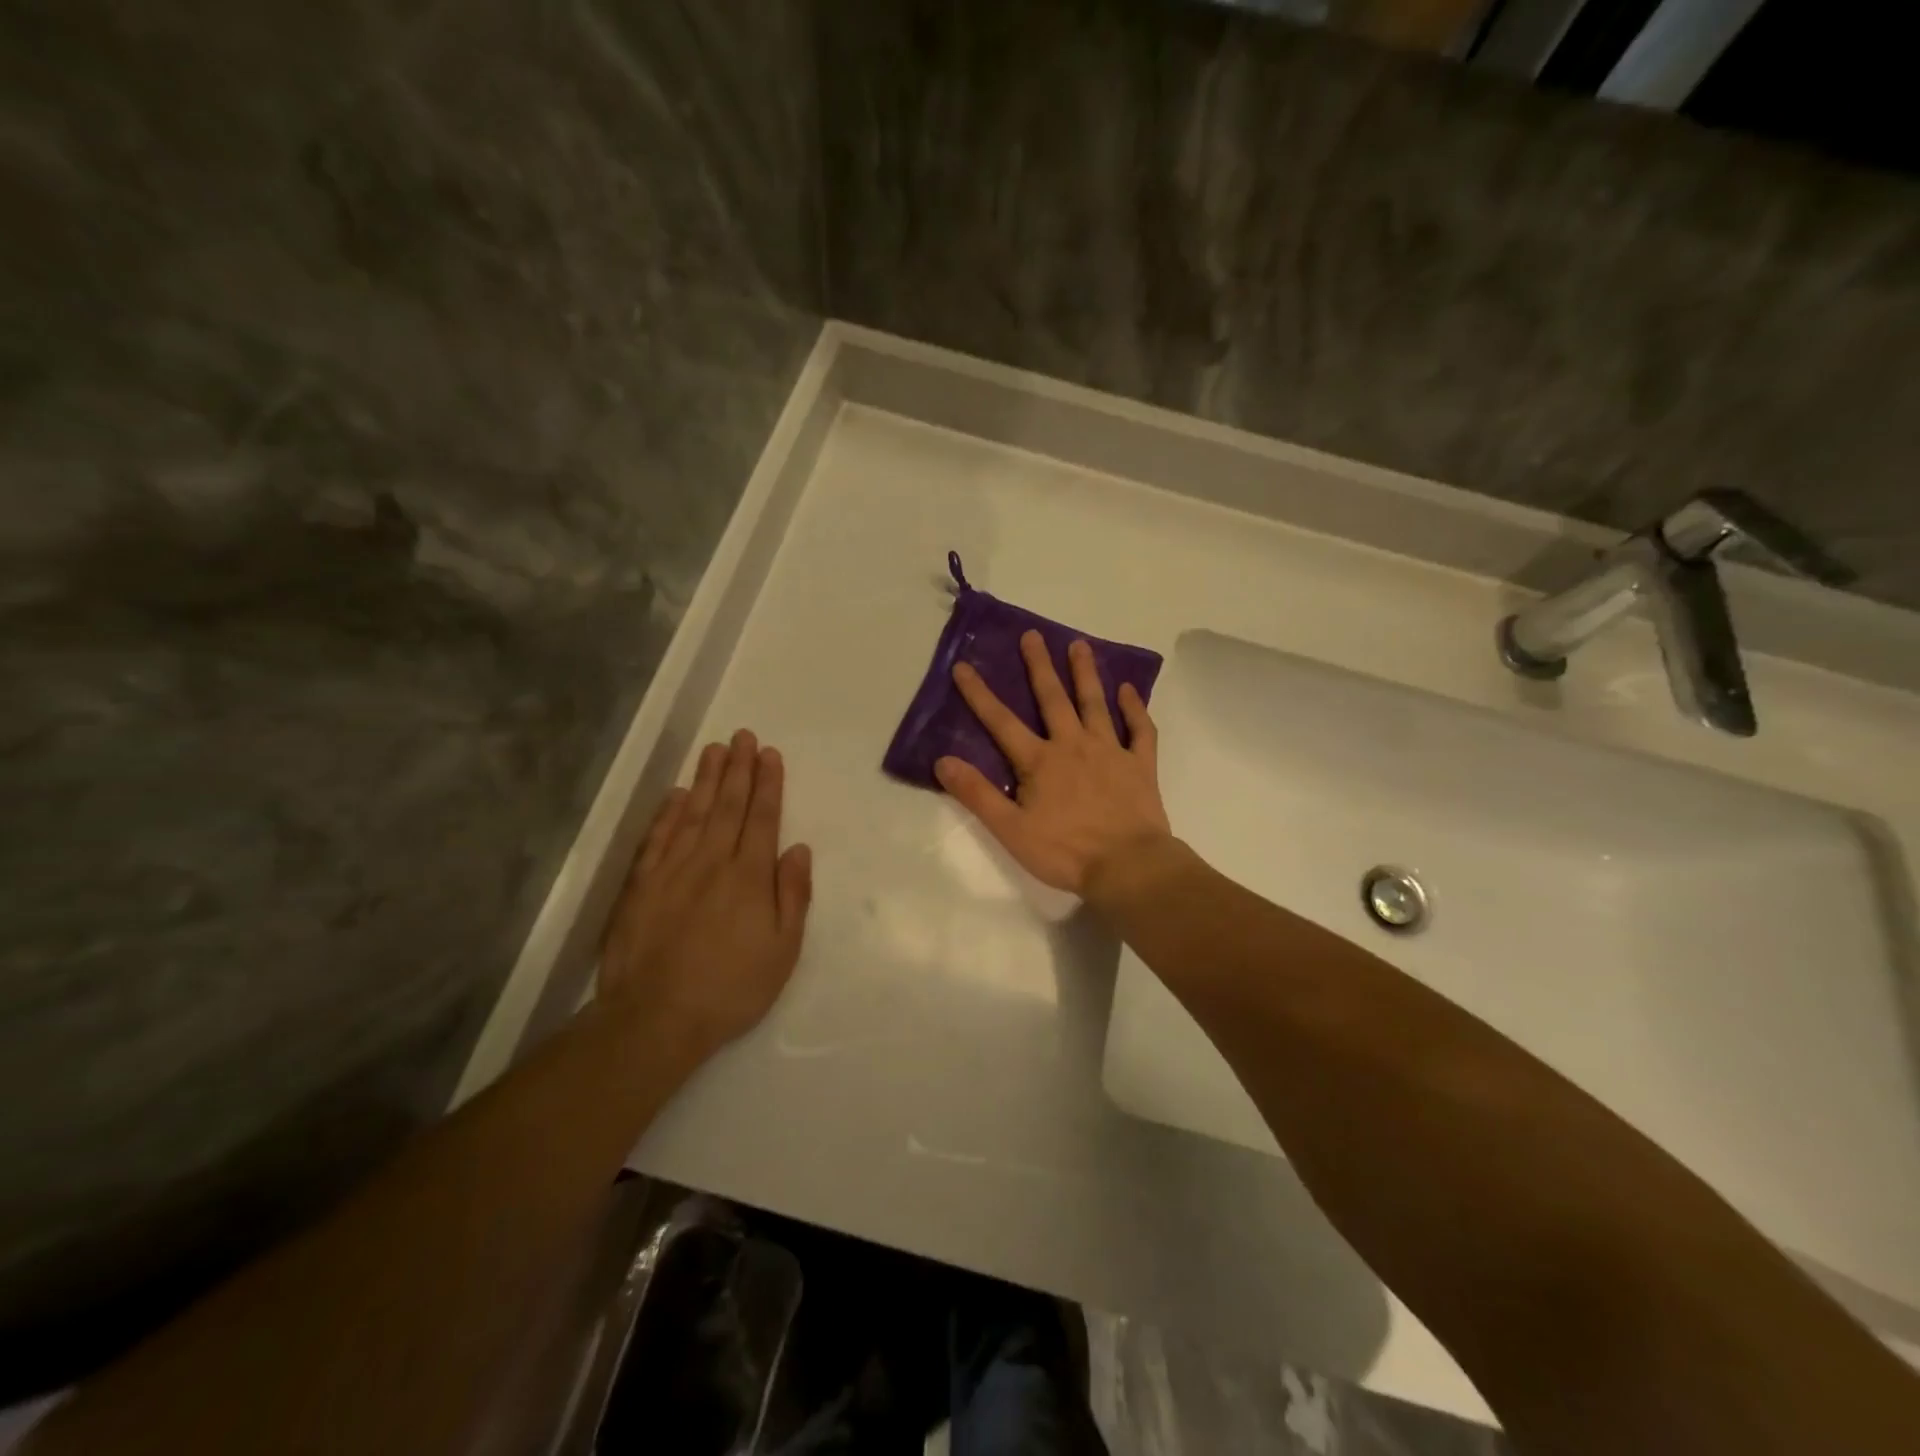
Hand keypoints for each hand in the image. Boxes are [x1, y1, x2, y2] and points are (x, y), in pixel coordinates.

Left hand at [600, 730, 812, 1054]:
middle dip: (740, 769)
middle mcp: (712, 862)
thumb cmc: (731, 988)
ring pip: (694, 813)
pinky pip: (658, 838)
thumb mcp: (782, 950)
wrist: (655, 1018)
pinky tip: (678, 794)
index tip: (770, 755)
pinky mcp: (642, 885)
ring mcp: (673, 870)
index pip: (762, 819)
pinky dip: (669, 812)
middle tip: (744, 736)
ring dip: (707, 779)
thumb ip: (792, 895)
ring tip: (716, 749)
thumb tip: (798, 848)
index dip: (768, 784)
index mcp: (750, 877)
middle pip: (729, 806)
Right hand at [936, 632, 1171, 894]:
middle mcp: (1073, 745)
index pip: (1001, 722)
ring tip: (1079, 645)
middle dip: (1039, 666)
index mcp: (1040, 761)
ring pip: (1095, 703)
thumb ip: (977, 794)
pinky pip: (1140, 729)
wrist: (1128, 866)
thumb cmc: (1065, 851)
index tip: (964, 666)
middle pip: (1053, 698)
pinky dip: (1135, 708)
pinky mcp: (1139, 764)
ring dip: (1086, 673)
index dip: (979, 694)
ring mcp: (1110, 751)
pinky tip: (1129, 690)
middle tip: (1033, 635)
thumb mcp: (1011, 829)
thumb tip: (943, 761)